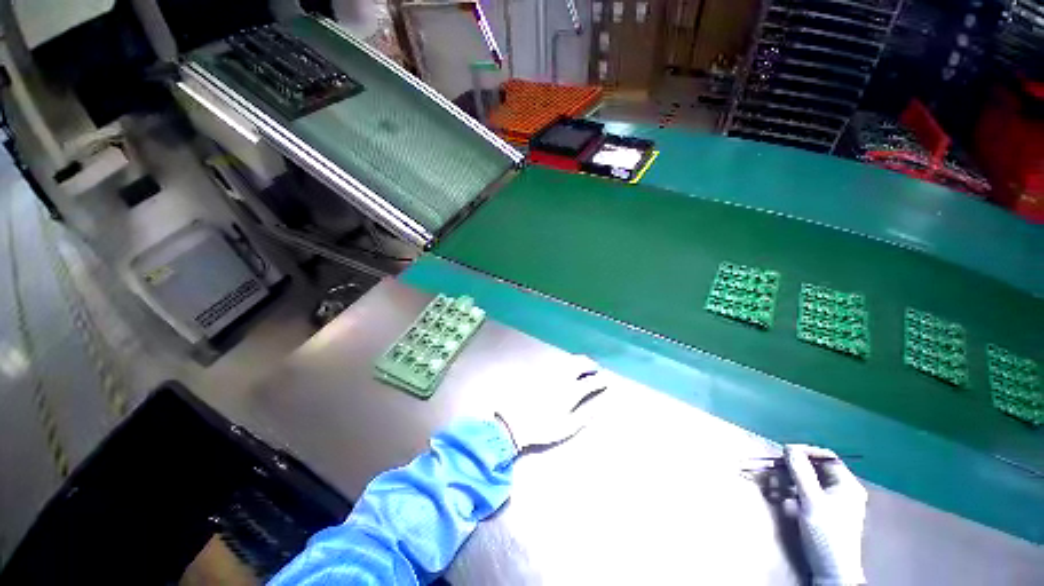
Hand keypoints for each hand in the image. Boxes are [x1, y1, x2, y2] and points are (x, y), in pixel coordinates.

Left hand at [494, 355, 610, 452]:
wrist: (514, 420)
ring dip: (579, 361)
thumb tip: (599, 406)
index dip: (600, 380)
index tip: (606, 381)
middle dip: (591, 364)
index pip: (591, 380)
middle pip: (580, 362)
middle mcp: (562, 376)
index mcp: (571, 390)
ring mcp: (550, 371)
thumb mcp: (567, 427)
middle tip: (596, 369)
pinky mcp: (540, 370)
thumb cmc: (542, 427)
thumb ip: (585, 415)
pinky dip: (566, 363)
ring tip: (583, 368)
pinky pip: (557, 361)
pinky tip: (566, 369)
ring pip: (569, 359)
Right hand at [785, 445, 867, 585]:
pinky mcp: (821, 513)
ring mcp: (831, 502)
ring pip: (806, 482)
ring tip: (772, 485)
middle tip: (773, 468)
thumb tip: (789, 447)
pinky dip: (791, 493)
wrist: (831, 571)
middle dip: (792, 468)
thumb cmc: (826, 534)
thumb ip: (801, 472)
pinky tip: (779, 498)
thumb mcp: (812, 501)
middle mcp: (841, 490)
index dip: (805, 452)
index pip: (826, 457)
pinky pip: (804, 494)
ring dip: (788, 481)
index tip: (783, 452)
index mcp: (846, 485)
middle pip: (814, 469)